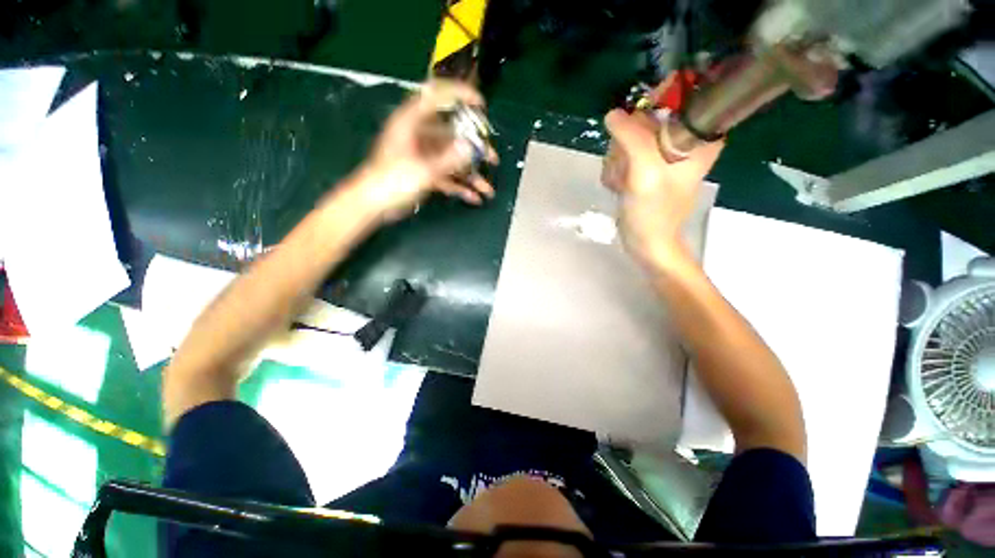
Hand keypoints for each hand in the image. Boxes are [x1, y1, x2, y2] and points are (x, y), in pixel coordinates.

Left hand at [354, 80, 497, 221]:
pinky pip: (444, 173)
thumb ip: (451, 158)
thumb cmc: (389, 182)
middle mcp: (417, 133)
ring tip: (487, 186)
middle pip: (451, 131)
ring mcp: (419, 152)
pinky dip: (458, 184)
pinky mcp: (419, 171)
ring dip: (469, 171)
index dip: (460, 94)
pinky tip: (473, 196)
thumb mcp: (424, 170)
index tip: (480, 104)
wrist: (368, 206)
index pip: (436, 95)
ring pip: (451, 156)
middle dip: (474, 147)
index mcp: (411, 121)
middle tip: (491, 156)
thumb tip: (472, 147)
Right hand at [601, 107, 722, 269]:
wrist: (648, 245)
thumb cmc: (656, 212)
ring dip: (621, 153)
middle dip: (632, 135)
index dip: (663, 99)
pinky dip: (618, 162)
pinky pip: (624, 146)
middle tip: (632, 161)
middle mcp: (683, 141)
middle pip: (649, 115)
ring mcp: (663, 151)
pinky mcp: (648, 161)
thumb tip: (613, 114)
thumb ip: (631, 136)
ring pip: (632, 130)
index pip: (687, 101)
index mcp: (698, 141)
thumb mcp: (645, 170)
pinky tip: (623, 182)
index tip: (644, 115)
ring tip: (627, 178)